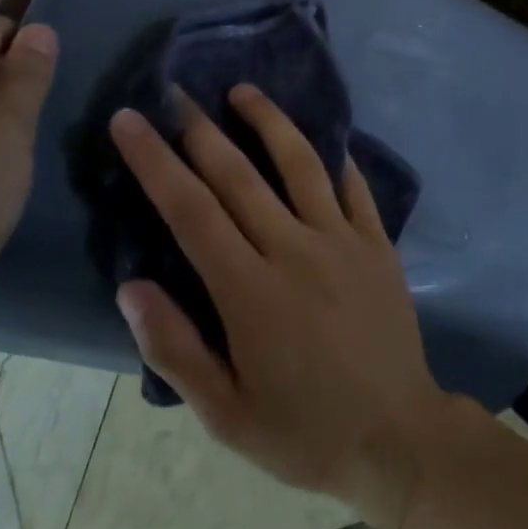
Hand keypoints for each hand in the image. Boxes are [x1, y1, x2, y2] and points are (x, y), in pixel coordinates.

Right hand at [109, 85, 462, 528]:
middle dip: (200, 129)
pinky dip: (334, 156)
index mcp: (249, 291)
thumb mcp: (225, 414)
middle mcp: (294, 250)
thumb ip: (175, 348)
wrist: (398, 437)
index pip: (190, 211)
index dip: (155, 162)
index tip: (129, 121)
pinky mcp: (377, 242)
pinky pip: (353, 186)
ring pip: (300, 164)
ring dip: (268, 121)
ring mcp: (342, 240)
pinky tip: (321, 135)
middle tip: (175, 91)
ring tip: (242, 90)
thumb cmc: (303, 431)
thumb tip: (131, 286)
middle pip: (238, 176)